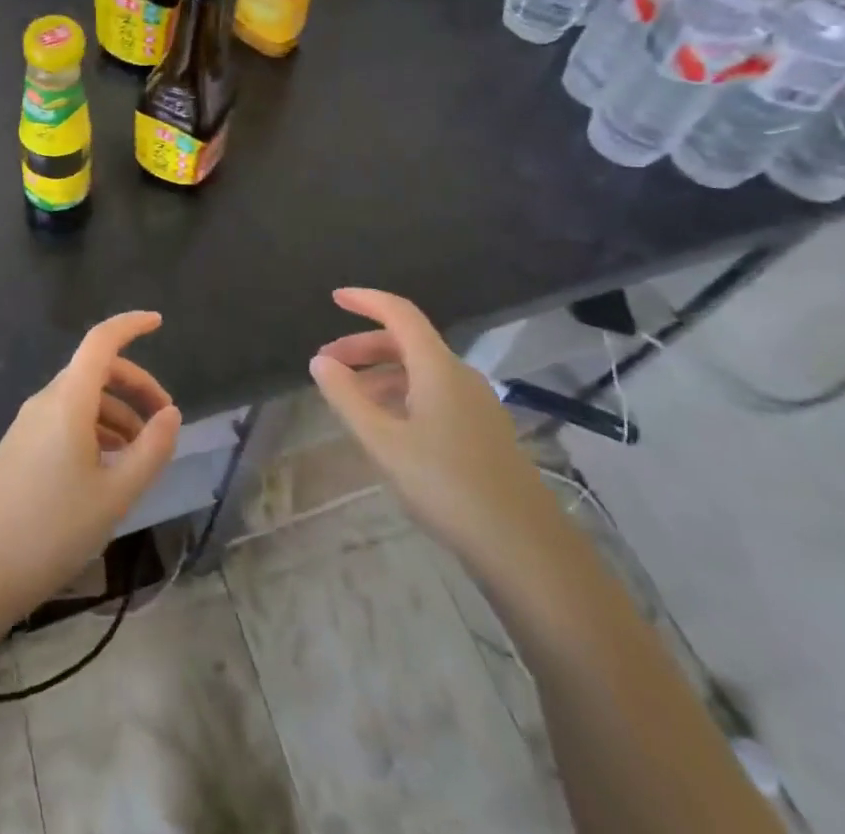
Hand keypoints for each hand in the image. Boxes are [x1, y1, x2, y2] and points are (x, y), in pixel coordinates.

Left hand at [0, 311, 181, 621]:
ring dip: (117, 412)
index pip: (101, 342)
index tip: (158, 322)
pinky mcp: (20, 446)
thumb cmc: (54, 530)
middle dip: (135, 385)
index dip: (130, 325)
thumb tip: (171, 415)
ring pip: (82, 398)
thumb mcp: (116, 494)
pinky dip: (95, 428)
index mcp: (68, 401)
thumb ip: (151, 450)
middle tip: (164, 419)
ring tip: (140, 454)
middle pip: (96, 370)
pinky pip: (65, 419)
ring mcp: (28, 423)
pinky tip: (108, 467)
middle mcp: (46, 401)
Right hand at [308, 288, 560, 568]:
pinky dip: (403, 395)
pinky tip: (387, 426)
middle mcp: (459, 375)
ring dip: (381, 374)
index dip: (366, 300)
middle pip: (407, 342)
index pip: (399, 313)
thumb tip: (319, 361)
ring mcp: (476, 403)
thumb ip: (347, 398)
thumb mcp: (384, 442)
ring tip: (350, 399)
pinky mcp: (483, 431)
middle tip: (327, 364)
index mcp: (437, 367)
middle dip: (364, 346)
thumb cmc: (447, 485)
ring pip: (421, 371)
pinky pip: (435, 394)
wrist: (525, 547)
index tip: (335, 298)